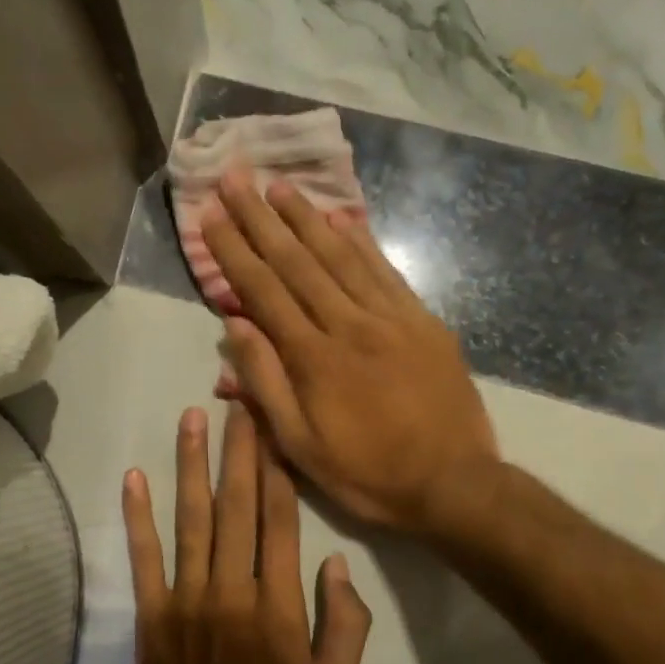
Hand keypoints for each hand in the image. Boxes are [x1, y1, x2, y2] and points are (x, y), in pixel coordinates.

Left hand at [122, 405, 370, 663]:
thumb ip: (344, 624)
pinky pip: (144, 557)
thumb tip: (334, 562)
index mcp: (279, 607)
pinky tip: (134, 477)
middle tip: (239, 403)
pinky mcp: (151, 615)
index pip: (280, 521)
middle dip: (239, 450)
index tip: (275, 428)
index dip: (278, 469)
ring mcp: (186, 600)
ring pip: (191, 519)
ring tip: (192, 418)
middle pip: (237, 506)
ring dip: (191, 465)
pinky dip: (138, 515)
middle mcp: (231, 590)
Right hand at [201, 171, 499, 535]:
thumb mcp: (300, 446)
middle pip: (296, 261)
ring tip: (278, 186)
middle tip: (235, 179)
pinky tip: (340, 217)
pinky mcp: (422, 320)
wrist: (454, 484)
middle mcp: (349, 324)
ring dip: (305, 218)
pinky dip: (360, 241)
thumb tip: (234, 326)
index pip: (263, 291)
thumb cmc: (367, 473)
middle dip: (260, 218)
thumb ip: (265, 384)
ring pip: (340, 256)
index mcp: (314, 358)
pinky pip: (385, 270)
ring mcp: (390, 317)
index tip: (210, 216)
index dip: (233, 250)